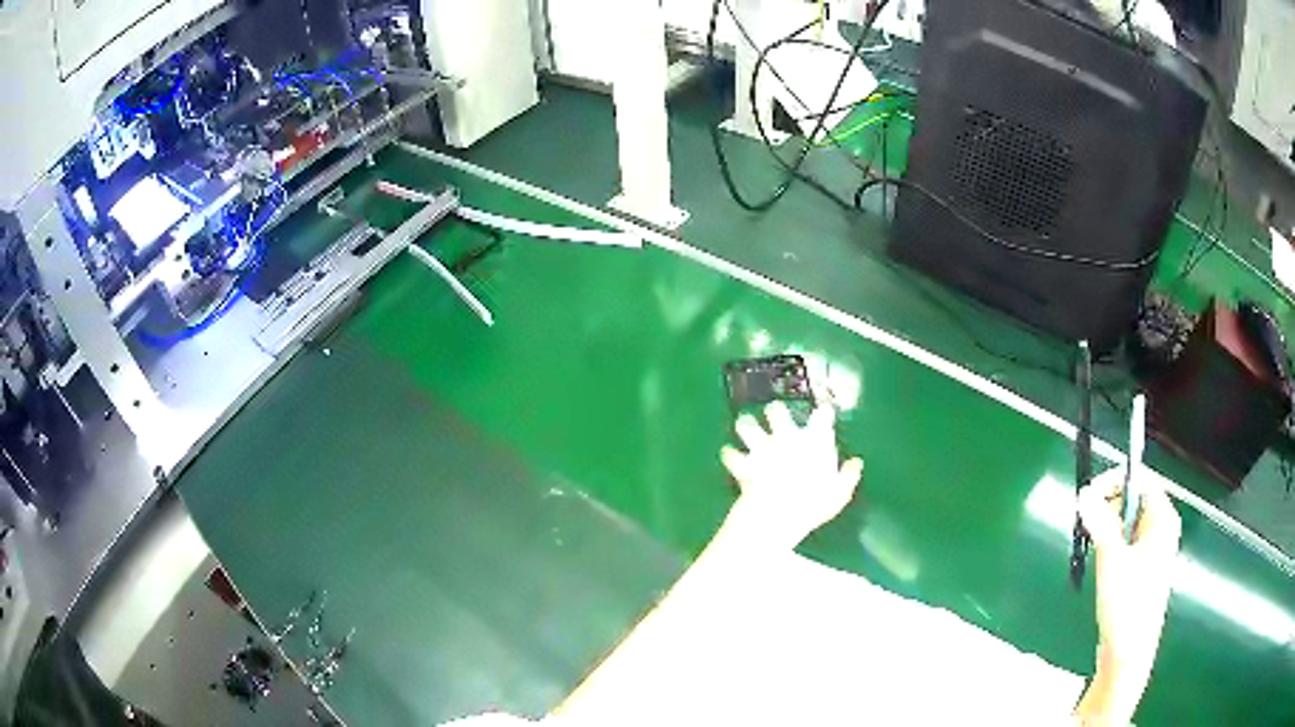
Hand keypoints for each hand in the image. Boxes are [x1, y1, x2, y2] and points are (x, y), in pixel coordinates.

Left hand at [720, 402, 862, 549]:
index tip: (824, 413)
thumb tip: (857, 463)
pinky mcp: (743, 463)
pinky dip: (729, 454)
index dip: (823, 413)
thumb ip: (848, 475)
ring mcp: (761, 448)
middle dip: (774, 411)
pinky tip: (729, 454)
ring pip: (747, 425)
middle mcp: (786, 436)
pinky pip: (730, 453)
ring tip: (745, 426)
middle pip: (776, 410)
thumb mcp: (839, 493)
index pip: (822, 415)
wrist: (778, 512)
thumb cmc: (814, 503)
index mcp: (813, 440)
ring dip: (746, 425)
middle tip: (775, 416)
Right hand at [1075, 466, 1181, 723]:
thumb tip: (1084, 493)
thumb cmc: (1126, 604)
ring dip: (1107, 528)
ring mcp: (1154, 550)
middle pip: (1134, 499)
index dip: (1113, 481)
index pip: (1140, 480)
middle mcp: (1162, 528)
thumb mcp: (1111, 560)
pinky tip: (1101, 564)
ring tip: (1091, 544)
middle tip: (1086, 522)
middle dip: (1108, 506)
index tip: (1087, 496)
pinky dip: (1111, 545)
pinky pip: (1127, 543)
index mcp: (1163, 518)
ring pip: (1128, 523)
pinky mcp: (1143, 570)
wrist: (1128, 654)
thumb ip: (1099, 522)